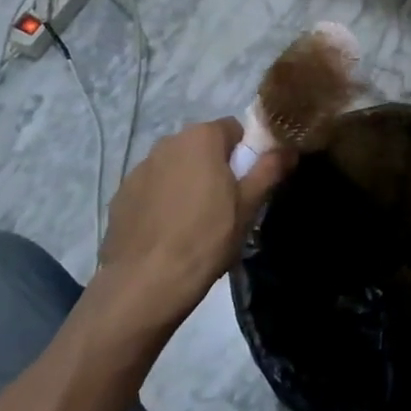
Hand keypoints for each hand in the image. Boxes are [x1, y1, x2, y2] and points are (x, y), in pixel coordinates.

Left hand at [96, 118, 292, 325]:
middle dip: (214, 167)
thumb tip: (288, 147)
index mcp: (201, 137)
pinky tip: (167, 231)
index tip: (247, 183)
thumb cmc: (206, 238)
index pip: (233, 129)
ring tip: (193, 222)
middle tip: (224, 204)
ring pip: (175, 166)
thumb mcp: (248, 205)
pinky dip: (162, 200)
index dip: (245, 153)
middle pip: (202, 146)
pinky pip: (152, 188)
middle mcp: (168, 142)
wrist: (145, 282)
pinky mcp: (121, 194)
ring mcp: (139, 168)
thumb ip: (269, 170)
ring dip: (186, 182)